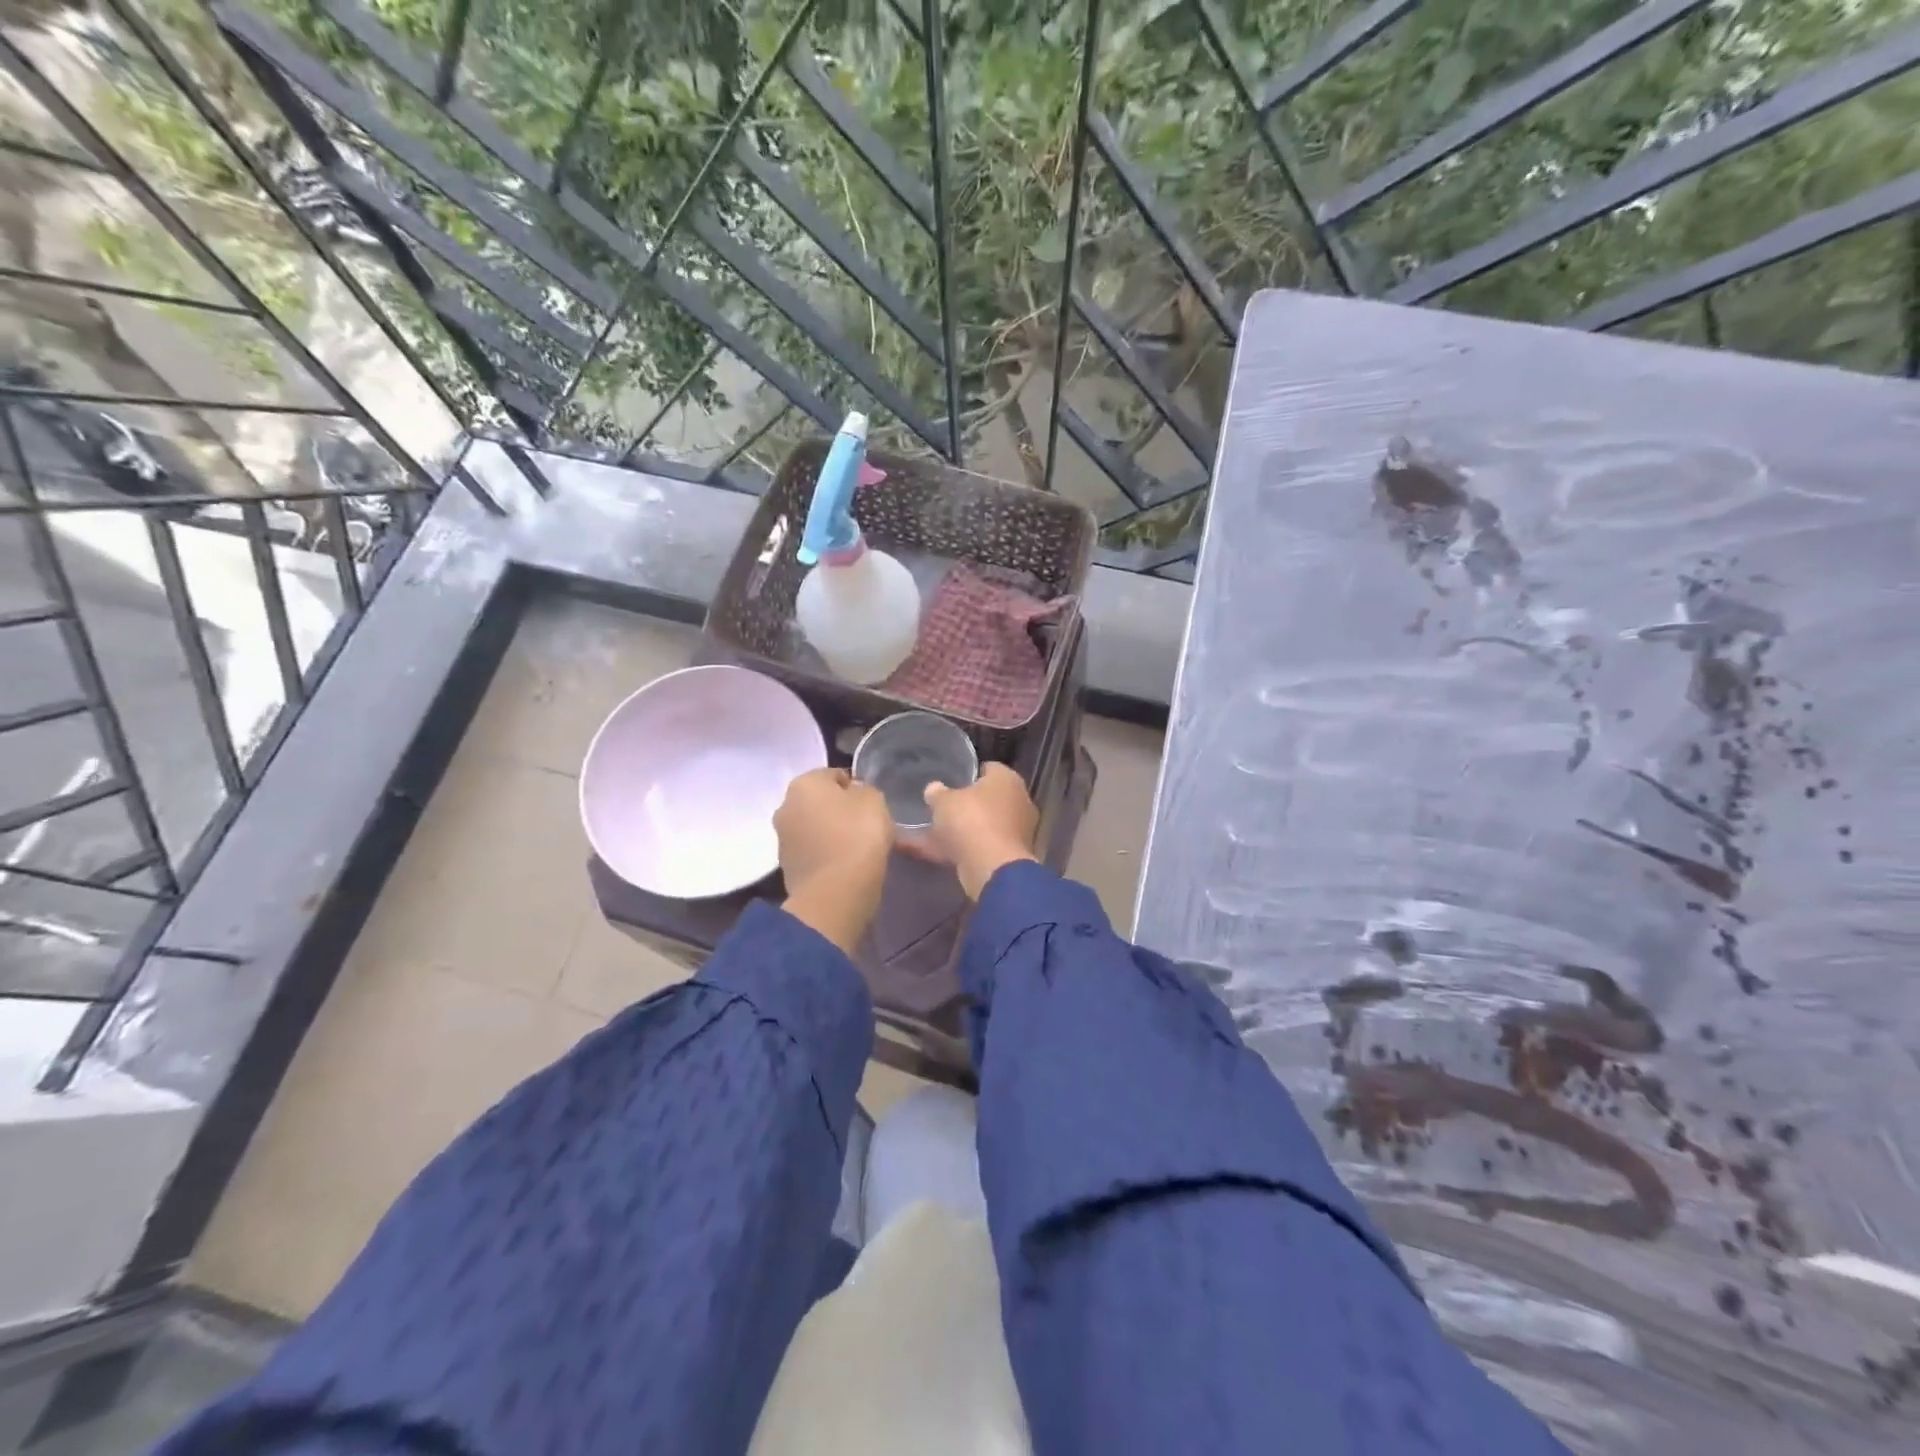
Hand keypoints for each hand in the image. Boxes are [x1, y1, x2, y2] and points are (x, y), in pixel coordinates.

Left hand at [775, 768, 894, 952]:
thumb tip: (853, 794)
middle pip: (819, 802)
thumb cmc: (857, 836)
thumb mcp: (874, 800)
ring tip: (856, 849)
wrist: (836, 893)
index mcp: (803, 783)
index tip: (871, 805)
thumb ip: (863, 790)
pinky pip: (812, 853)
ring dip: (830, 834)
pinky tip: (844, 866)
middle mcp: (785, 806)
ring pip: (813, 828)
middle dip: (838, 810)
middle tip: (864, 826)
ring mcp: (782, 840)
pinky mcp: (787, 868)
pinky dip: (826, 856)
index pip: (834, 775)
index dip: (855, 787)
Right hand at [922, 763, 1038, 899]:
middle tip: (939, 808)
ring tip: (930, 833)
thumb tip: (934, 789)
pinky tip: (932, 853)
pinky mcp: (1008, 855)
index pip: (987, 769)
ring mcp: (1016, 831)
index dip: (967, 774)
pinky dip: (958, 849)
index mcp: (1007, 779)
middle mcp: (1018, 801)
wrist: (992, 868)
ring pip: (981, 826)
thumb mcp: (943, 801)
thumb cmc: (971, 821)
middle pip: (986, 799)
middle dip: (963, 805)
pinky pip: (979, 847)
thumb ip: (937, 793)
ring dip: (959, 830)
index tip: (948, 782)